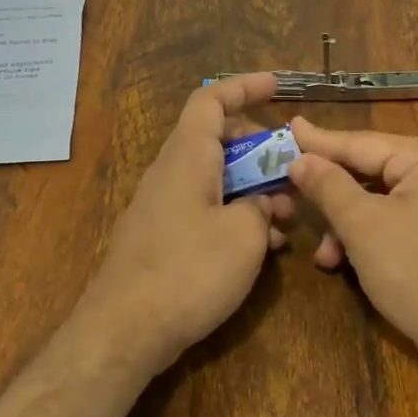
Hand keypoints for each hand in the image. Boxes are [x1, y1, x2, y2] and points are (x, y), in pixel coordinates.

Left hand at [73, 73, 293, 371]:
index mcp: (187, 157)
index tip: (279, 87)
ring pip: (214, 178)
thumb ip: (261, 209)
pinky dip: (235, 216)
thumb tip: (262, 205)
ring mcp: (163, 206)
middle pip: (217, 140)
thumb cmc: (187, 272)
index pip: (211, 101)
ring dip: (252, 188)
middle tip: (292, 169)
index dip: (245, 87)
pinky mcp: (162, 237)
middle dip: (259, 149)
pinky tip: (263, 247)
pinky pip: (205, 209)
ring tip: (288, 215)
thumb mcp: (244, 236)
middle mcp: (171, 173)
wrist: (125, 330)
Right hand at [286, 118, 417, 370]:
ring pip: (382, 199)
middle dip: (331, 194)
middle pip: (372, 170)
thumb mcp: (363, 227)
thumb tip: (300, 158)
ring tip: (323, 254)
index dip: (319, 141)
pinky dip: (371, 235)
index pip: (362, 142)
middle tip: (288, 190)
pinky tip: (344, 261)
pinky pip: (400, 218)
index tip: (287, 127)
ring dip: (348, 224)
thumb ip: (328, 186)